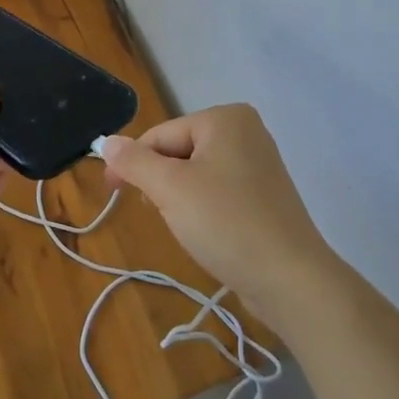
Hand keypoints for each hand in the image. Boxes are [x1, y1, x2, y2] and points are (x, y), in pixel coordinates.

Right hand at [100, 104, 336, 328]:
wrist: (291, 279)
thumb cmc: (226, 223)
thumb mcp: (170, 188)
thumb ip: (134, 161)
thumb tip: (106, 142)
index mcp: (225, 118)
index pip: (160, 135)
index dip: (133, 163)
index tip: (113, 193)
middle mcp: (245, 131)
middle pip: (178, 151)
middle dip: (161, 182)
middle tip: (158, 213)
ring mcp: (258, 163)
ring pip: (195, 173)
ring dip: (179, 198)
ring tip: (186, 226)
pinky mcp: (264, 195)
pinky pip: (217, 191)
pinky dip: (202, 208)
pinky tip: (206, 231)